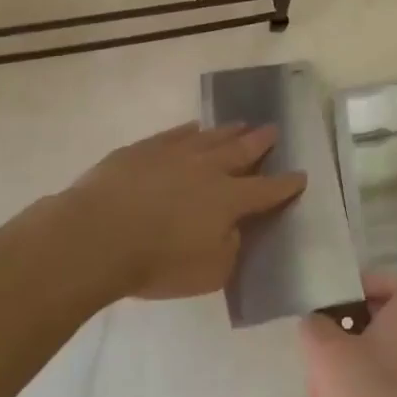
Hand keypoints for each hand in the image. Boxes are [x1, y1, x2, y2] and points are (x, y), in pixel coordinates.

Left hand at [62, 122, 305, 299]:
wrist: (96, 236)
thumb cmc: (157, 263)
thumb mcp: (209, 273)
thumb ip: (229, 249)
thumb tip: (232, 231)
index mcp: (229, 200)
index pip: (267, 190)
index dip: (286, 184)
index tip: (301, 175)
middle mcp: (207, 169)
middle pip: (241, 151)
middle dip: (261, 142)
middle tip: (274, 130)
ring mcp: (173, 154)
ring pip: (209, 137)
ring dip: (228, 131)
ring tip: (241, 124)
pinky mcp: (142, 150)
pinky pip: (174, 134)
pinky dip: (188, 130)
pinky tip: (193, 128)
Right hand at [301, 272, 396, 396]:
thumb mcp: (327, 355)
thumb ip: (314, 328)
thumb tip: (316, 322)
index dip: (381, 282)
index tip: (348, 297)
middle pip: (392, 320)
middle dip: (355, 328)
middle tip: (325, 341)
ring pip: (386, 357)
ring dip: (355, 363)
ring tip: (324, 382)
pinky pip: (391, 389)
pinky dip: (367, 394)